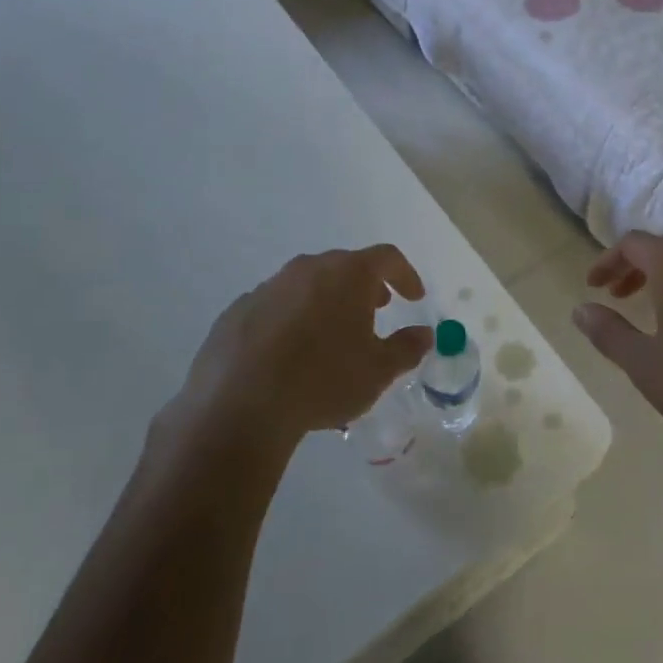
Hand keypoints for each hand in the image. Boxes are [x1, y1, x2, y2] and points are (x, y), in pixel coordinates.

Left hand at [169, 245, 432, 456]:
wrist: (239, 404)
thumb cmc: (323, 380)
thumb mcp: (378, 371)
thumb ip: (407, 348)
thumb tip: (424, 334)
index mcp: (347, 274)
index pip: (387, 258)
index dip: (405, 275)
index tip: (414, 298)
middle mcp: (308, 269)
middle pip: (345, 266)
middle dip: (364, 287)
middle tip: (376, 311)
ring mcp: (268, 287)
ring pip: (308, 285)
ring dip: (326, 302)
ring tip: (332, 336)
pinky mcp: (238, 310)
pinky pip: (276, 306)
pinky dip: (291, 319)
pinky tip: (289, 354)